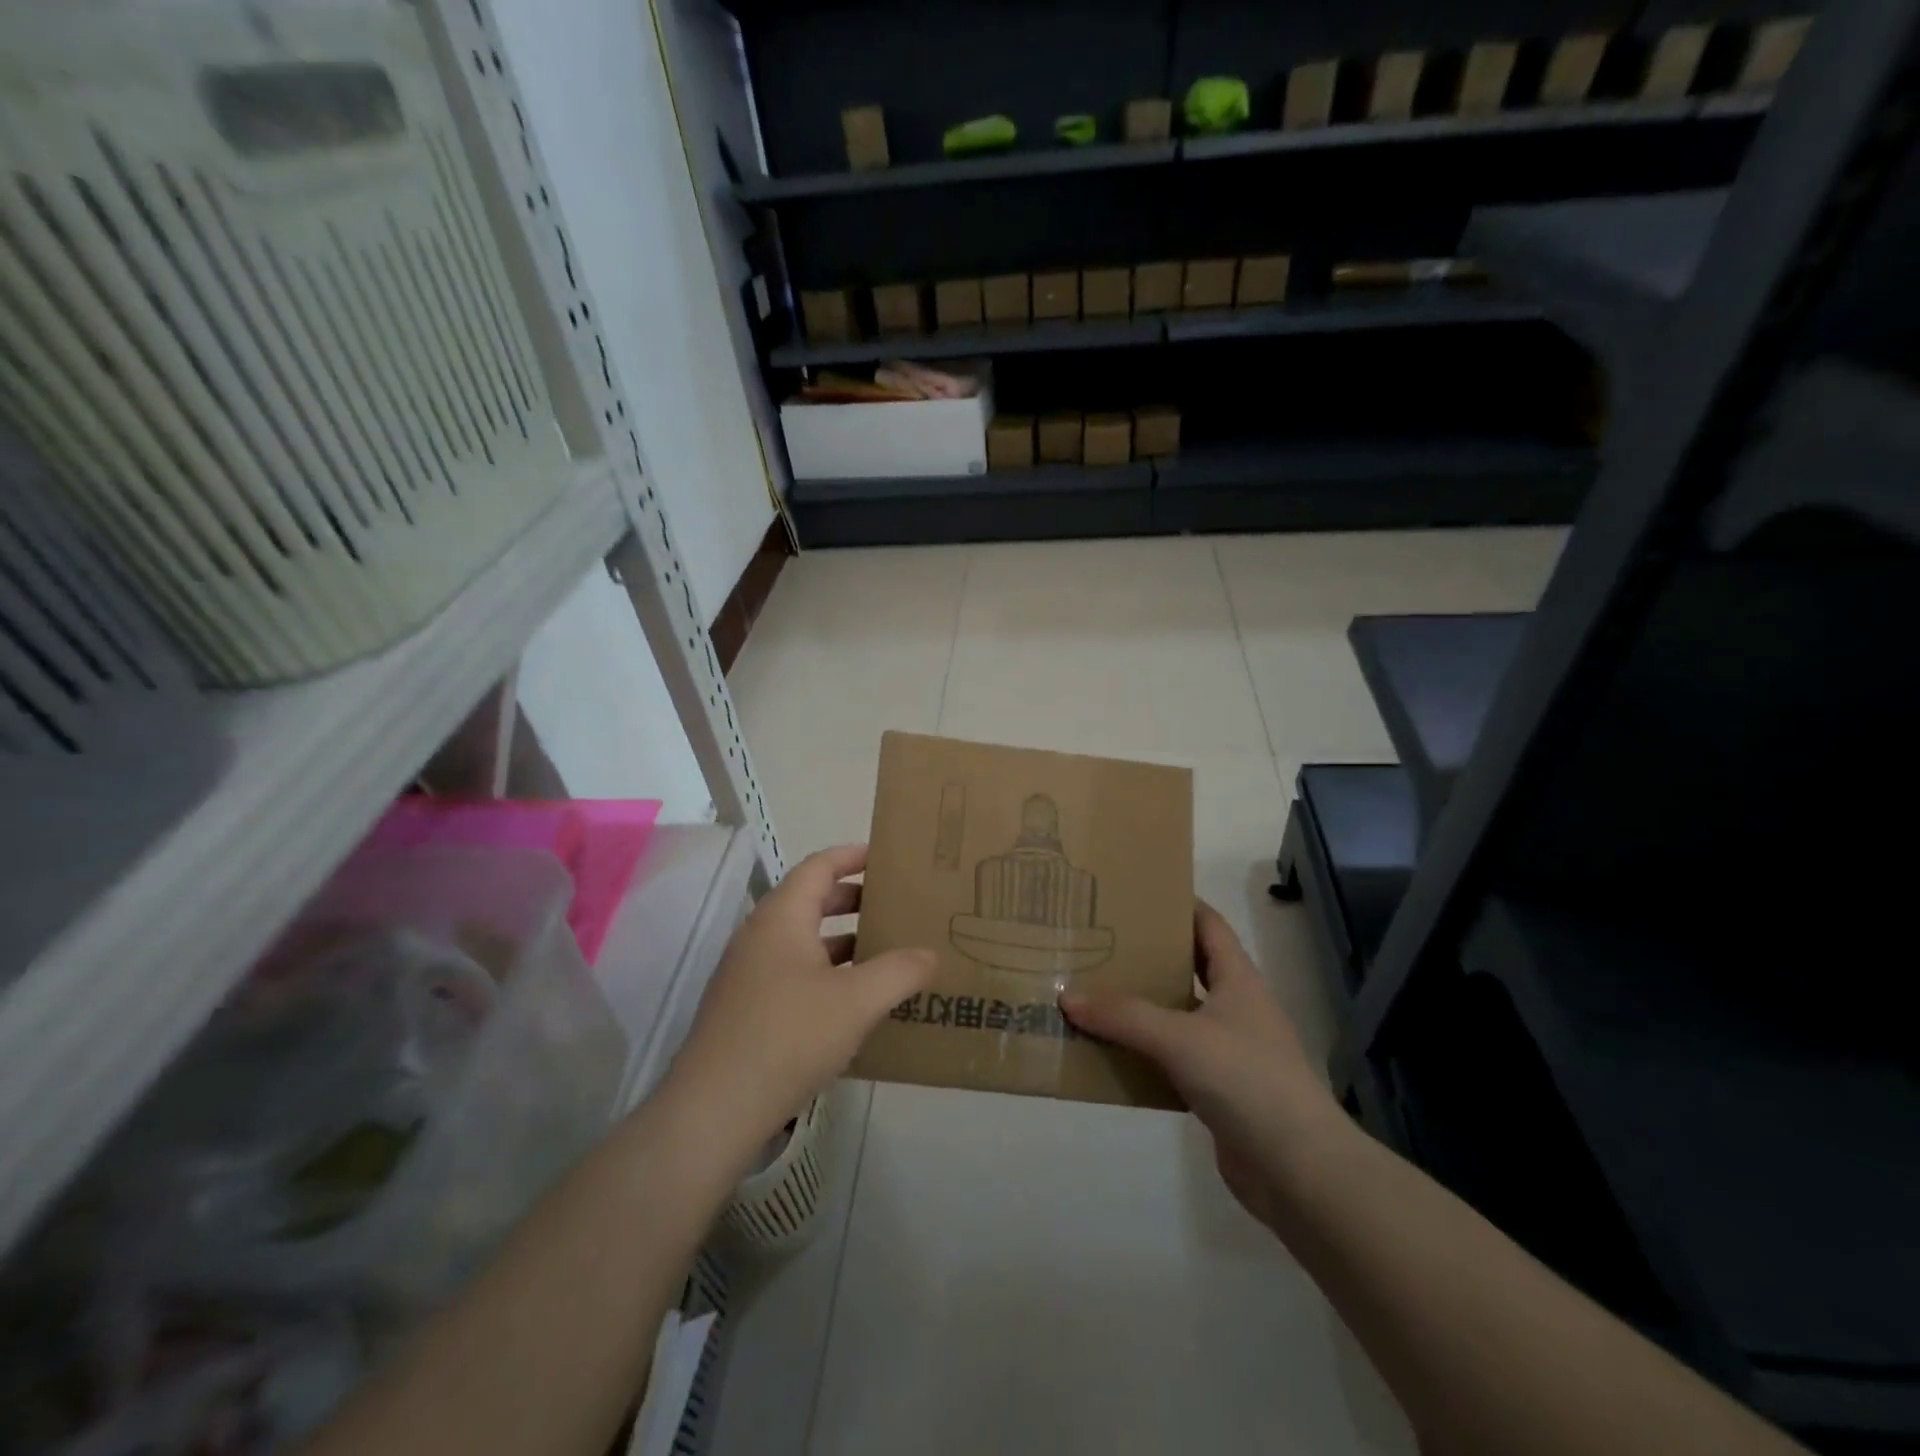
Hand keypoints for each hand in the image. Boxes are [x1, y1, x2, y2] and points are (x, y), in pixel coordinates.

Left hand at [669, 844, 935, 1143]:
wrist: (715, 1109)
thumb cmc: (788, 1036)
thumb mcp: (856, 1001)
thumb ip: (899, 972)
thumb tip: (930, 954)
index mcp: (781, 918)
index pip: (819, 866)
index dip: (853, 855)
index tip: (888, 857)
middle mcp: (760, 936)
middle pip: (811, 901)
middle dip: (854, 900)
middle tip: (896, 905)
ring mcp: (749, 974)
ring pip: (803, 942)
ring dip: (843, 941)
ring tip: (885, 952)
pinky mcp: (746, 1009)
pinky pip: (794, 974)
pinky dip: (827, 974)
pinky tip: (855, 1002)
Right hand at [1062, 901, 1342, 1232]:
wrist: (1297, 1170)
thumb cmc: (1246, 1080)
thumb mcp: (1179, 1038)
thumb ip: (1123, 1015)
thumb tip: (1068, 996)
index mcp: (1238, 979)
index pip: (1208, 924)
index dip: (1176, 904)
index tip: (1132, 893)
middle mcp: (1235, 1007)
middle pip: (1188, 967)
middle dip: (1147, 954)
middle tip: (1098, 940)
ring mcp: (1228, 1049)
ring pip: (1176, 1015)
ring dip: (1140, 1006)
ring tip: (1092, 990)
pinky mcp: (1218, 1089)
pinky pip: (1171, 1058)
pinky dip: (1143, 1052)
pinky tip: (1109, 1051)